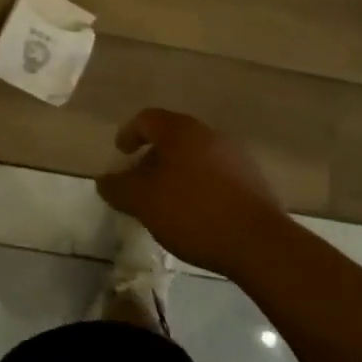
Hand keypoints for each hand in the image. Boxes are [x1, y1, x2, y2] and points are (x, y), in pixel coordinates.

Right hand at [96, 109, 291, 278]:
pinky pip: (216, 173)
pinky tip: (197, 212)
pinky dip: (200, 184)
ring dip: (178, 171)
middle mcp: (208, 133)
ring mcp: (234, 154)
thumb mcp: (145, 202)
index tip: (120, 153)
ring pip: (195, 155)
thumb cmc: (194, 212)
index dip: (129, 133)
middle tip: (141, 180)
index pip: (147, 118)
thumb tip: (102, 180)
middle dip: (153, 155)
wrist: (258, 242)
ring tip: (168, 200)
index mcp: (180, 130)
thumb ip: (119, 188)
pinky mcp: (252, 179)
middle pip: (173, 136)